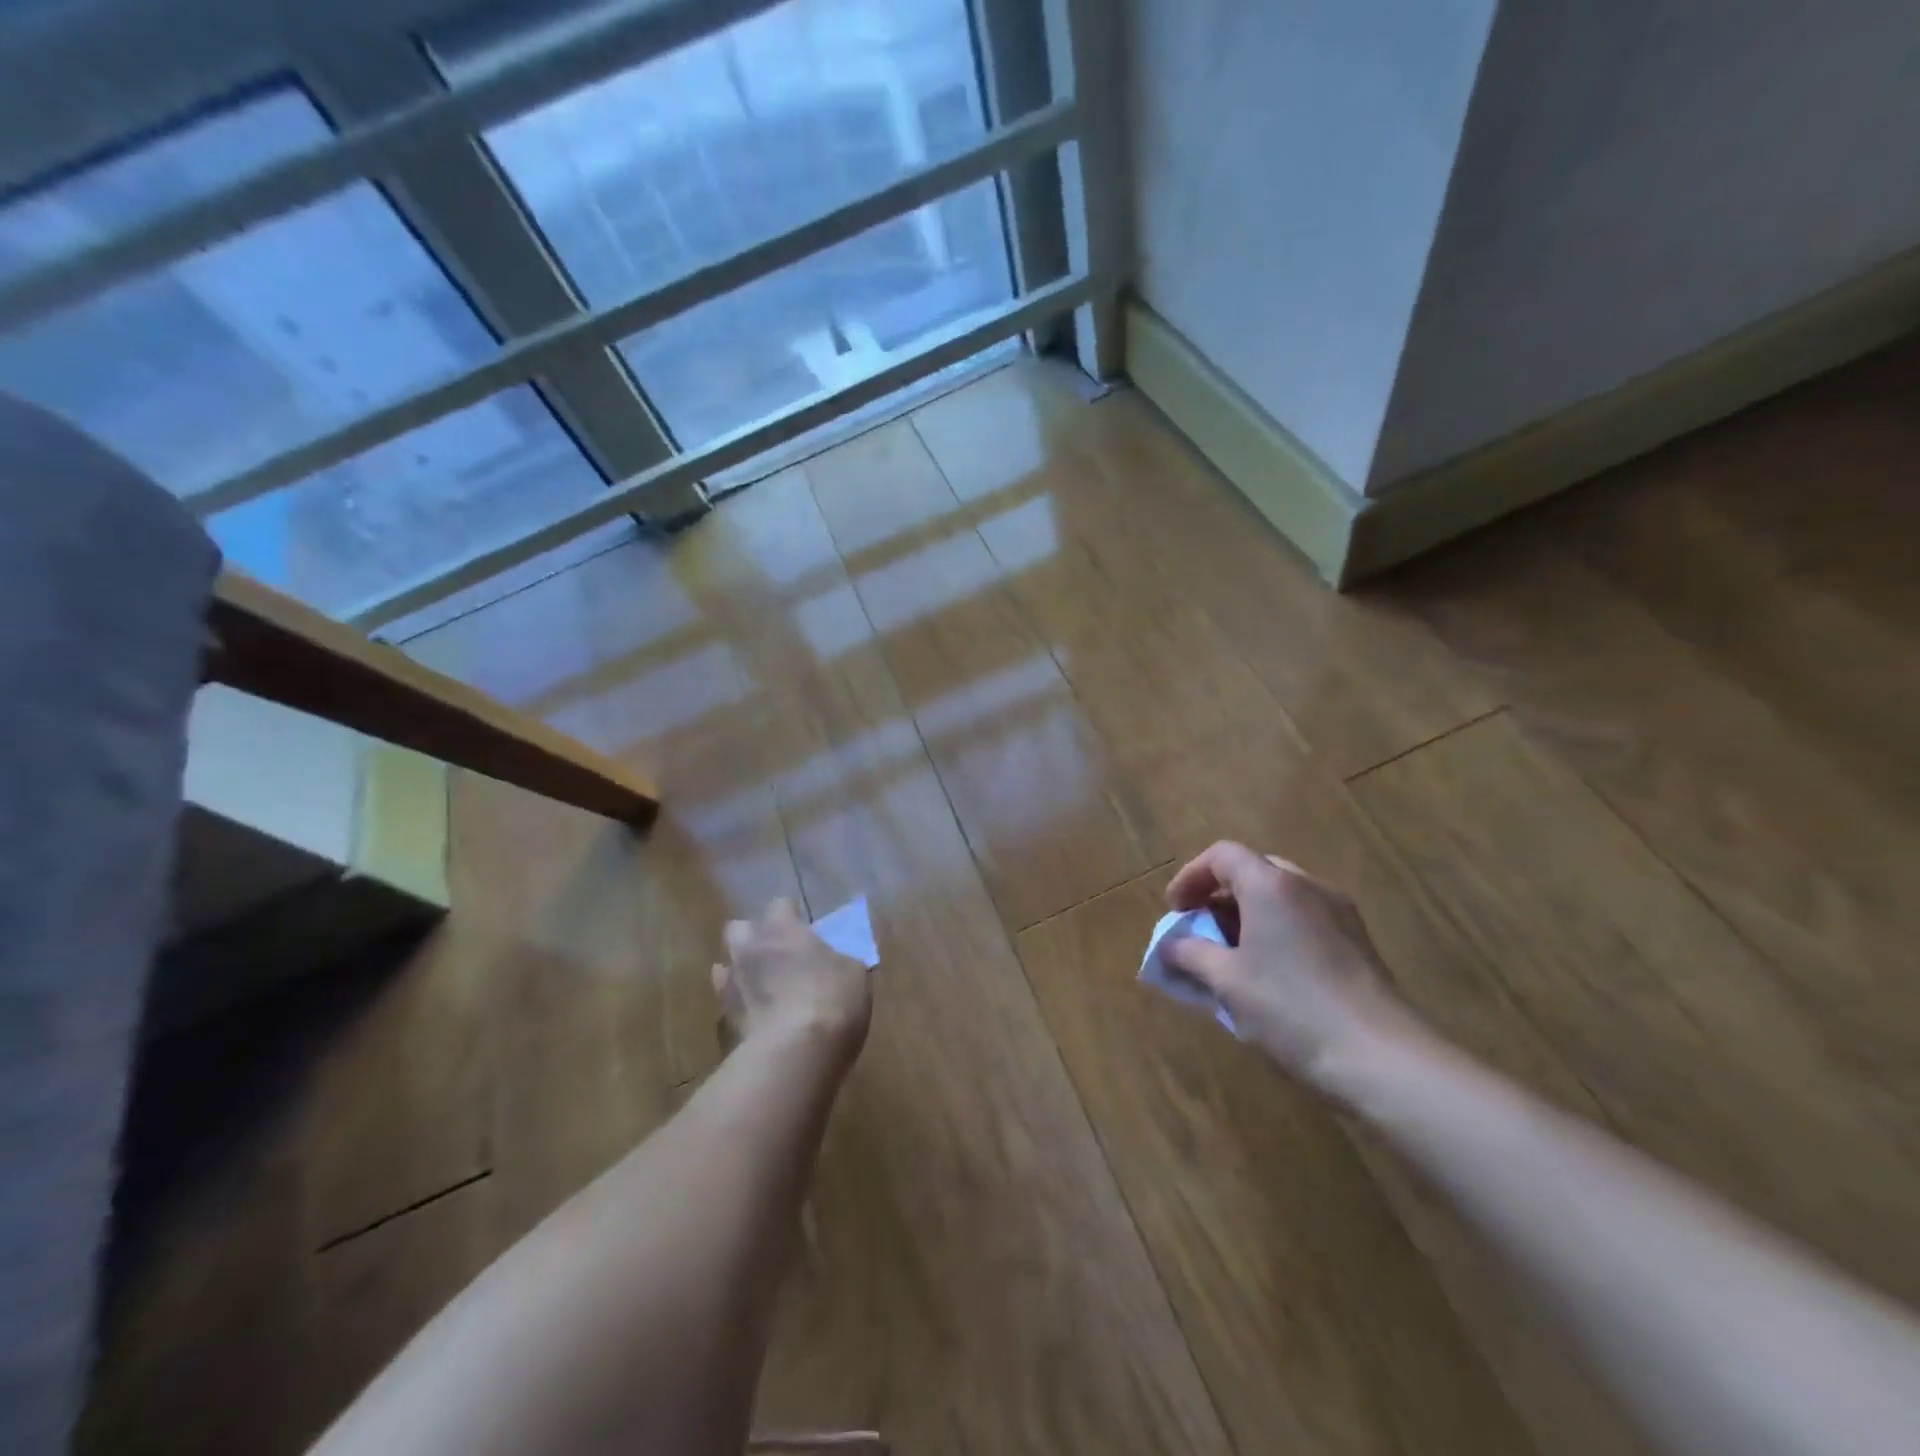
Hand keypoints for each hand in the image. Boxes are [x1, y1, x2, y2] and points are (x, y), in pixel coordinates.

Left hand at [714, 899, 871, 1063]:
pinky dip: (738, 1003)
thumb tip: (833, 962)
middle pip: (739, 928)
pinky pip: (725, 1001)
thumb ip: (837, 960)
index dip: (791, 915)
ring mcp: (731, 983)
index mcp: (782, 929)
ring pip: (724, 964)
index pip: (779, 905)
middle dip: (753, 936)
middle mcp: (750, 948)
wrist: (796, 1054)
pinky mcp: (724, 1019)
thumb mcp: (853, 973)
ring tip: (762, 985)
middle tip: (777, 953)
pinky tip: (755, 1014)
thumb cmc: (831, 1000)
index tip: (805, 928)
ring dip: (741, 969)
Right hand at [1163, 842, 1418, 1087]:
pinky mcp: (1357, 943)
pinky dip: (1276, 932)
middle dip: (1219, 896)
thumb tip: (1169, 946)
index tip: (1175, 911)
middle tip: (1200, 929)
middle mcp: (1308, 886)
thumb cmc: (1291, 1007)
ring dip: (1248, 915)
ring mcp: (1339, 913)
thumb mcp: (1227, 981)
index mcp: (1271, 885)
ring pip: (1281, 896)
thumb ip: (1190, 955)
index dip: (1190, 877)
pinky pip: (1305, 920)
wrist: (1380, 1057)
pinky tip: (1269, 974)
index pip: (1222, 855)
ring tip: (1230, 956)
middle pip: (1253, 871)